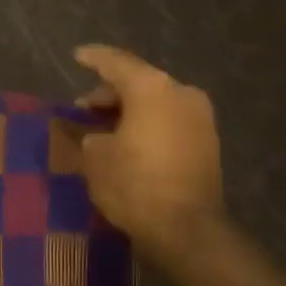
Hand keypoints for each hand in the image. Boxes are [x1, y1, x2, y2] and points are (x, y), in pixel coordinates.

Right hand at [74, 44, 225, 261]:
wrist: (187, 229)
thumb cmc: (134, 185)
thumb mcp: (95, 158)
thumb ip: (88, 135)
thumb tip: (92, 134)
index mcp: (152, 88)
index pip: (116, 62)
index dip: (93, 58)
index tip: (77, 56)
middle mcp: (181, 92)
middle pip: (139, 81)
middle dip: (109, 93)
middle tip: (83, 108)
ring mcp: (200, 117)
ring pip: (156, 101)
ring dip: (129, 110)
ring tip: (103, 129)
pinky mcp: (208, 141)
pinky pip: (170, 120)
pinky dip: (148, 123)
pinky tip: (129, 141)